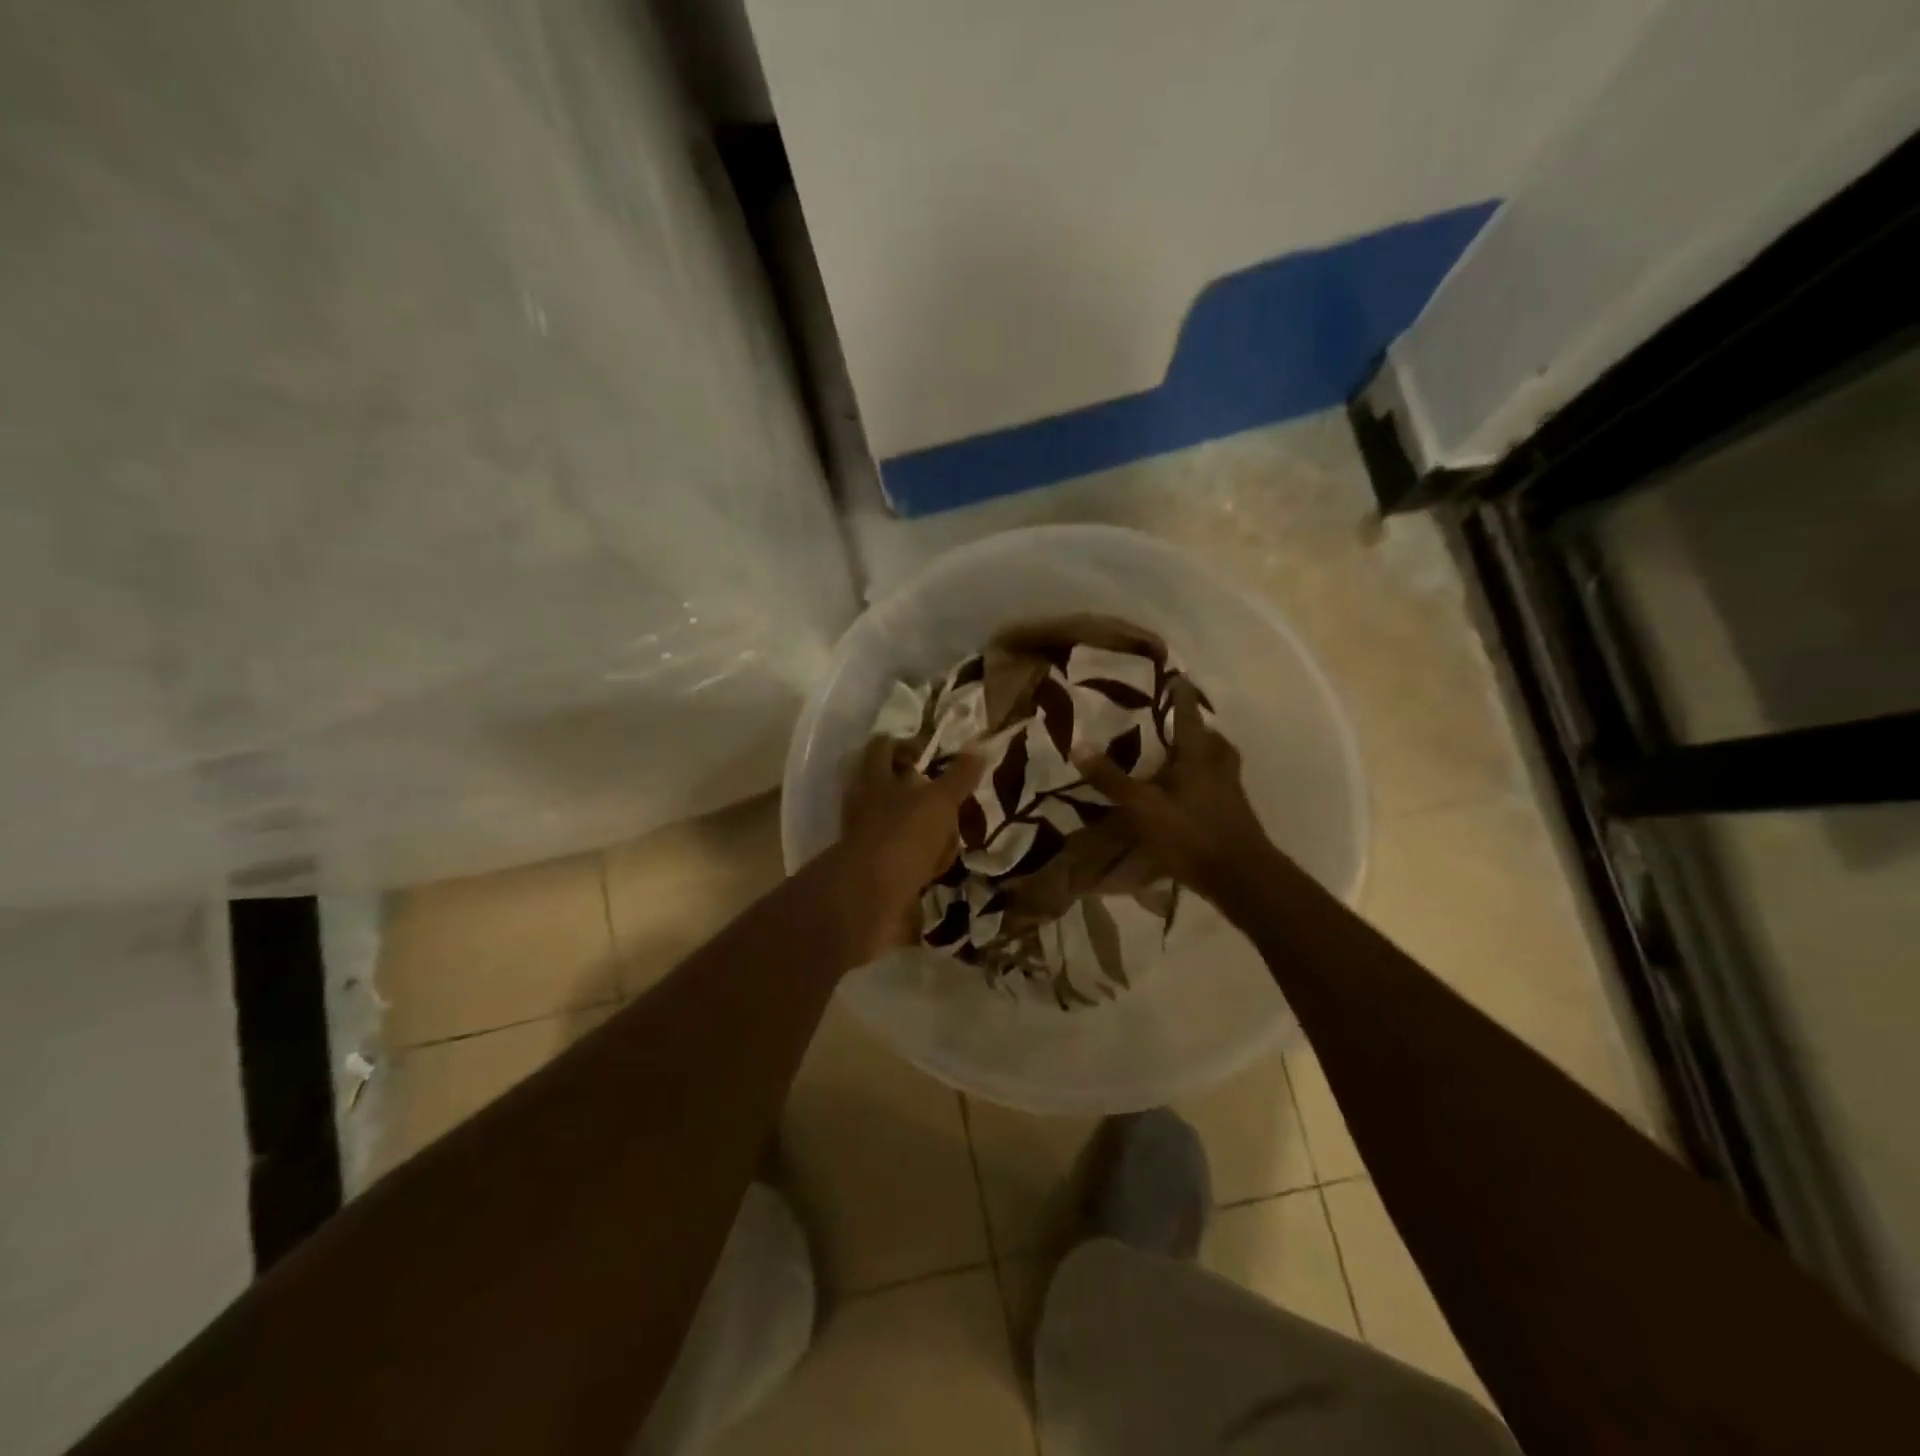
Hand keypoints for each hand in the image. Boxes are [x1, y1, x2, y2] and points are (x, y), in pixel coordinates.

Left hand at [828, 737, 985, 963]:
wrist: (869, 900)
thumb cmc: (903, 836)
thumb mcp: (939, 801)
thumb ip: (958, 776)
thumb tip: (979, 747)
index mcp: (874, 779)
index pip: (884, 747)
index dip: (907, 745)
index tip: (932, 756)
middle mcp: (865, 805)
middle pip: (893, 788)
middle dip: (923, 793)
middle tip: (949, 799)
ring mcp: (867, 839)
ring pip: (901, 824)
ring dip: (926, 829)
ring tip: (952, 835)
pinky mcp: (875, 871)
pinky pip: (904, 859)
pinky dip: (922, 862)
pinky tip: (941, 867)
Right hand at [1075, 677, 1275, 906]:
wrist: (1240, 877)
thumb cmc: (1191, 833)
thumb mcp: (1143, 807)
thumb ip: (1112, 779)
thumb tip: (1079, 745)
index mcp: (1198, 755)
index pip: (1188, 714)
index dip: (1180, 694)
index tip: (1174, 676)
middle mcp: (1218, 765)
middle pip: (1210, 737)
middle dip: (1195, 728)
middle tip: (1174, 723)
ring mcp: (1230, 790)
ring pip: (1217, 761)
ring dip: (1202, 754)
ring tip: (1178, 758)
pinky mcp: (1233, 812)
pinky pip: (1218, 784)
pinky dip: (1203, 781)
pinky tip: (1185, 794)